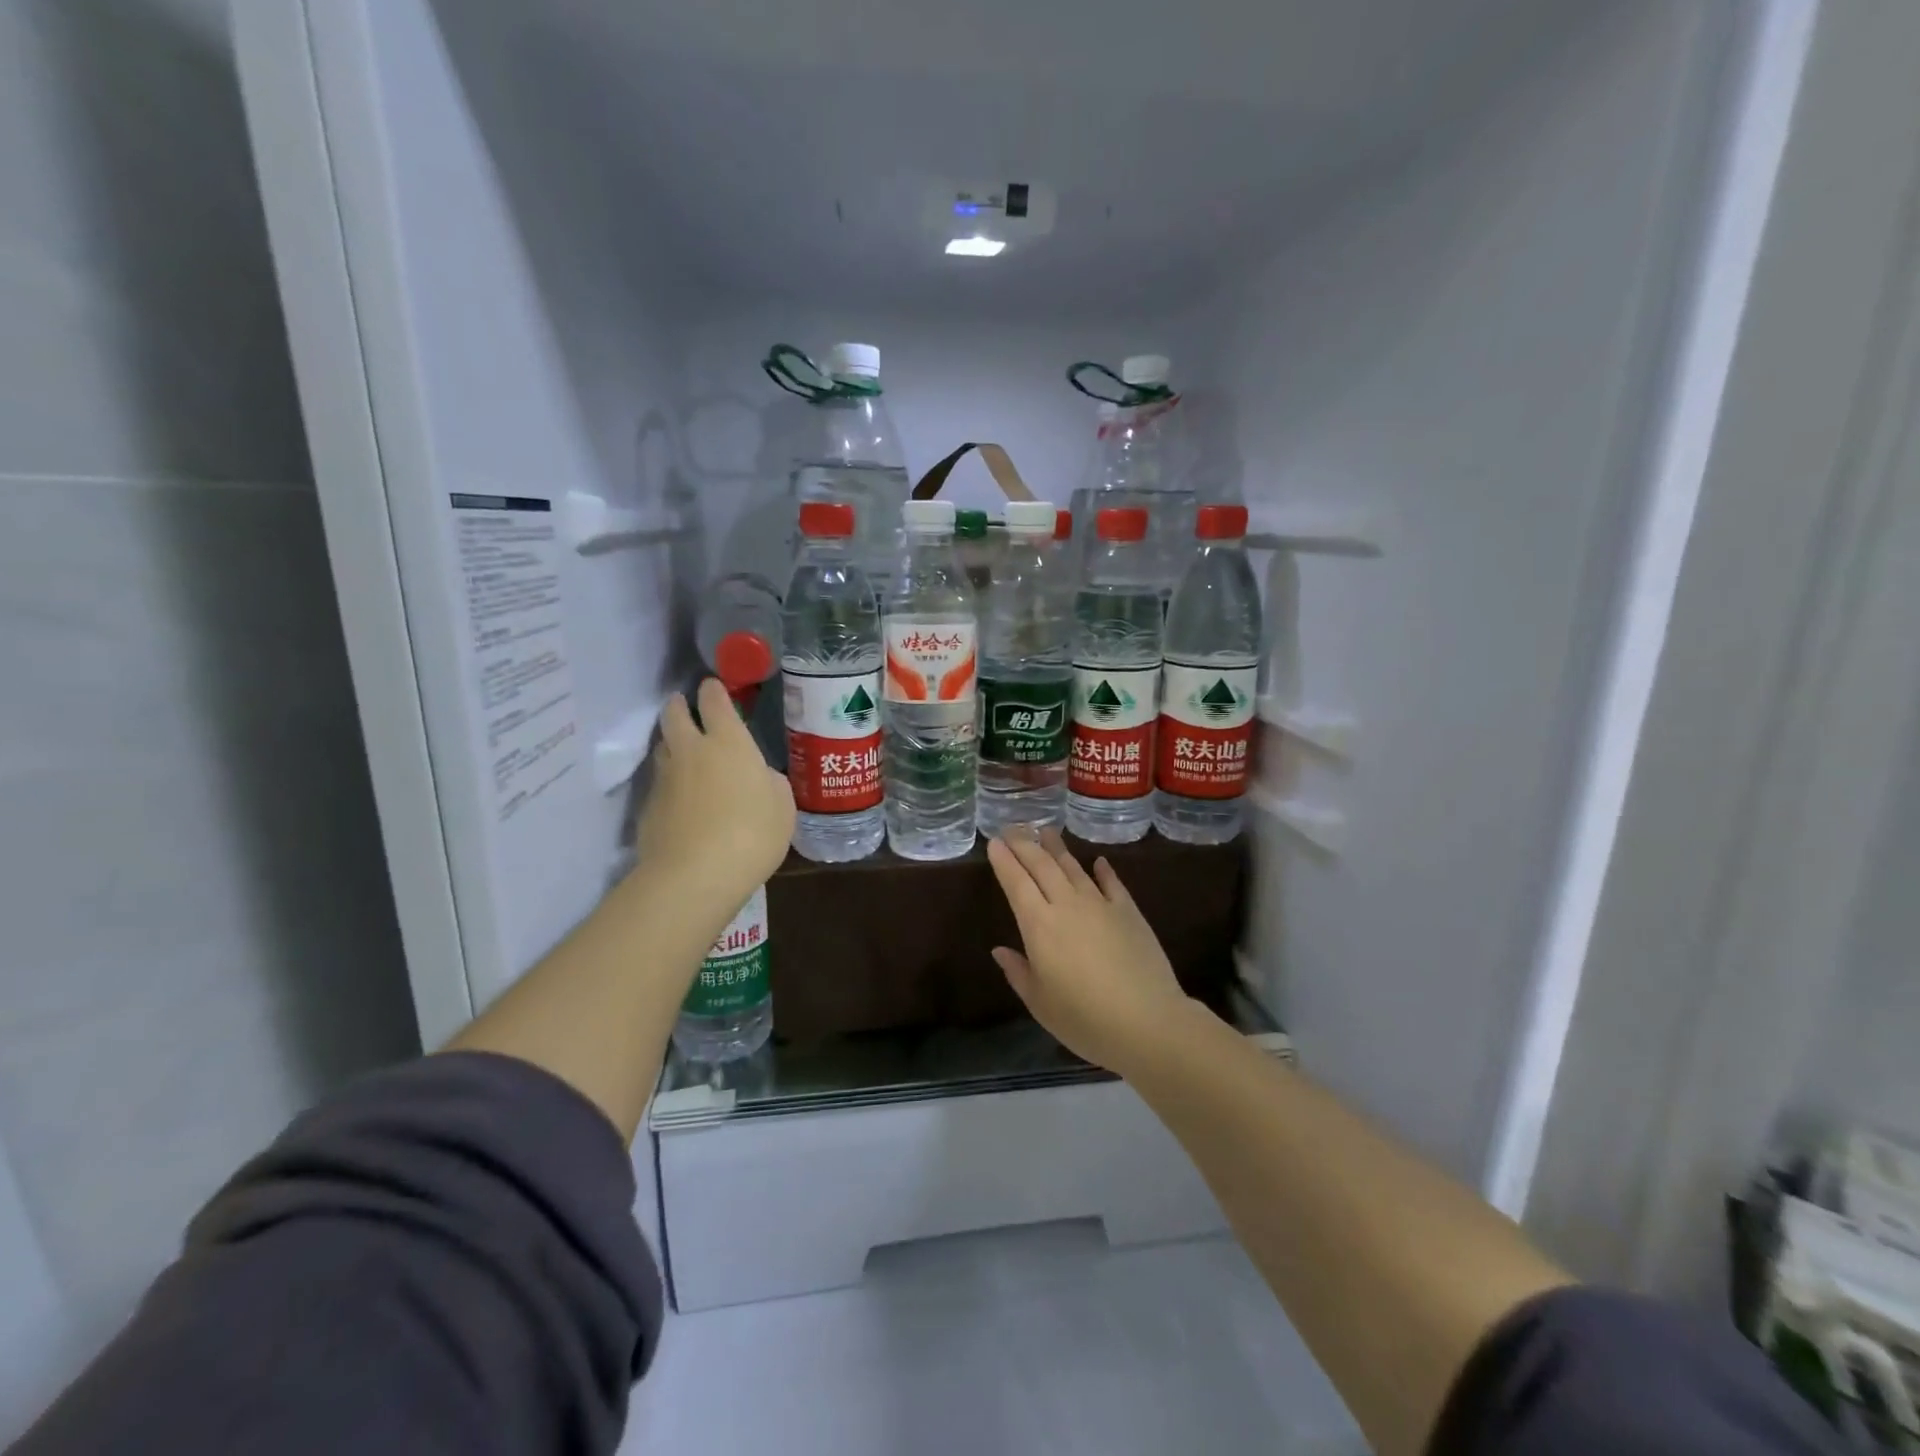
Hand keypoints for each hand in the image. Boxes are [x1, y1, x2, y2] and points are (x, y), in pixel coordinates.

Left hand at [635, 680, 794, 913]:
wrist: (695, 875)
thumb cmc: (752, 834)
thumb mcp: (782, 806)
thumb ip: (770, 782)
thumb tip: (758, 777)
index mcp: (729, 742)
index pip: (714, 701)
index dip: (713, 691)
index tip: (713, 687)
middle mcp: (691, 750)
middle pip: (674, 714)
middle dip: (679, 706)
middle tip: (686, 708)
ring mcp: (665, 778)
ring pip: (663, 747)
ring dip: (672, 743)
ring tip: (685, 754)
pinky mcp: (648, 807)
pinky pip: (659, 783)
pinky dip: (669, 783)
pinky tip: (681, 800)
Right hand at [985, 828, 1193, 1075]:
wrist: (1147, 1022)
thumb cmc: (1084, 1019)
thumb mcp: (1040, 1003)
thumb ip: (1018, 972)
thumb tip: (1000, 950)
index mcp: (1039, 925)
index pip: (1016, 882)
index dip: (1004, 860)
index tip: (994, 842)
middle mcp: (1067, 905)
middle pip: (1041, 865)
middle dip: (1024, 844)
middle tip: (1013, 828)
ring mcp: (1100, 904)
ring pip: (1073, 867)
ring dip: (1057, 847)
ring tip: (1046, 830)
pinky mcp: (1129, 911)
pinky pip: (1112, 883)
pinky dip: (1103, 870)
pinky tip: (1098, 861)